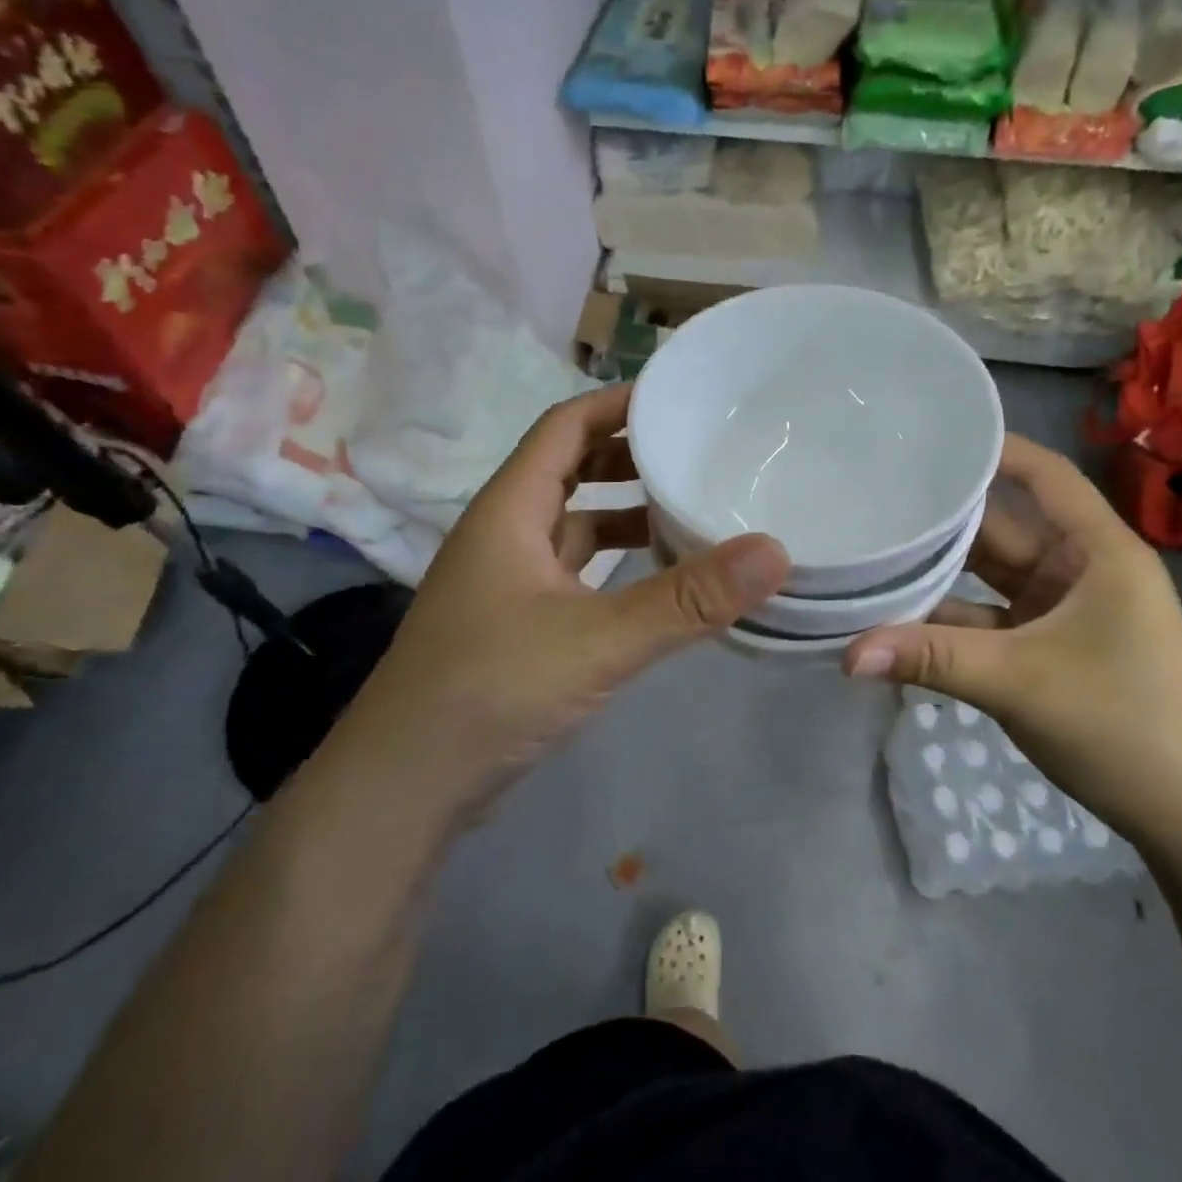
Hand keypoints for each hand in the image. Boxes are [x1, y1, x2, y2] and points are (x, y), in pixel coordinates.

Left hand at [337, 384, 788, 813]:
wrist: (406, 784)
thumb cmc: (493, 689)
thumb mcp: (600, 639)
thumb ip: (687, 599)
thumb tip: (775, 551)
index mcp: (510, 510)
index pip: (564, 427)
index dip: (615, 403)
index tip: (676, 397)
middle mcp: (503, 533)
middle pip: (568, 469)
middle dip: (627, 456)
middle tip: (695, 452)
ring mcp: (506, 581)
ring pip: (572, 525)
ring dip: (623, 512)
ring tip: (688, 510)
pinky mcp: (515, 623)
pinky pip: (573, 571)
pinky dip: (613, 563)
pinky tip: (653, 581)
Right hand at [842, 435, 1181, 844]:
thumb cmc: (1122, 726)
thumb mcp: (1020, 682)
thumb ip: (931, 659)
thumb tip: (846, 655)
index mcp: (1099, 552)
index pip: (1045, 476)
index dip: (996, 449)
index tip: (933, 435)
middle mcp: (1081, 569)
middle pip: (1005, 524)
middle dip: (947, 513)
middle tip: (878, 491)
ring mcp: (1062, 610)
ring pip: (991, 574)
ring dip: (941, 568)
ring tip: (874, 543)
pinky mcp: (1047, 647)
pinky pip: (989, 616)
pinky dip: (949, 618)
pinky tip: (897, 614)